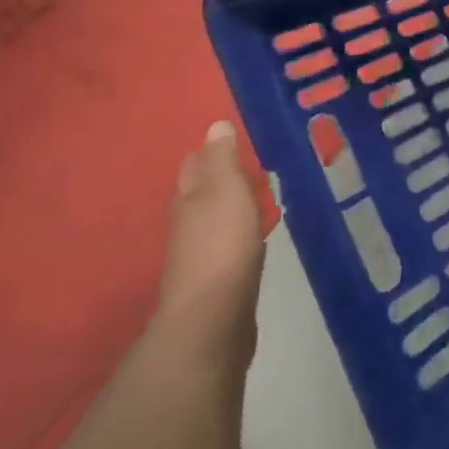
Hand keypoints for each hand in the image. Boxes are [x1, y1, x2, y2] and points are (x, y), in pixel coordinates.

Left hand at [155, 121, 265, 371]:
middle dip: (221, 178)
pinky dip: (240, 234)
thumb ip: (223, 159)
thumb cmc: (221, 246)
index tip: (233, 140)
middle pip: (203, 193)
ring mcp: (200, 256)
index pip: (197, 164)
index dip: (212, 151)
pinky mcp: (217, 283)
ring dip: (232, 206)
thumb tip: (215, 125)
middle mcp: (189, 224)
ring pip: (216, 220)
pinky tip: (255, 237)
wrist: (211, 324)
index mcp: (190, 198)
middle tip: (251, 164)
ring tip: (259, 195)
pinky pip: (229, 246)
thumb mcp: (226, 191)